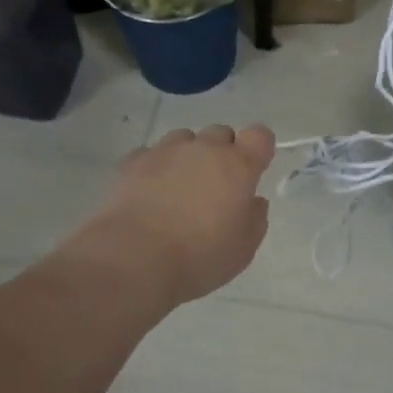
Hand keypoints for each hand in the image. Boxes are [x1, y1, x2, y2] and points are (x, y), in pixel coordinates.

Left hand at [77, 125, 274, 306]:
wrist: (135, 258)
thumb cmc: (199, 257)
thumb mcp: (243, 249)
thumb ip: (254, 219)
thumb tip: (253, 202)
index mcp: (238, 166)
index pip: (259, 135)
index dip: (258, 149)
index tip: (254, 169)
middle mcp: (204, 149)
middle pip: (220, 133)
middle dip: (222, 153)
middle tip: (216, 186)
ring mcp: (166, 151)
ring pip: (184, 139)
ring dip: (187, 156)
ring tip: (179, 187)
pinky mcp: (133, 162)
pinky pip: (151, 154)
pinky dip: (155, 167)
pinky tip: (150, 191)